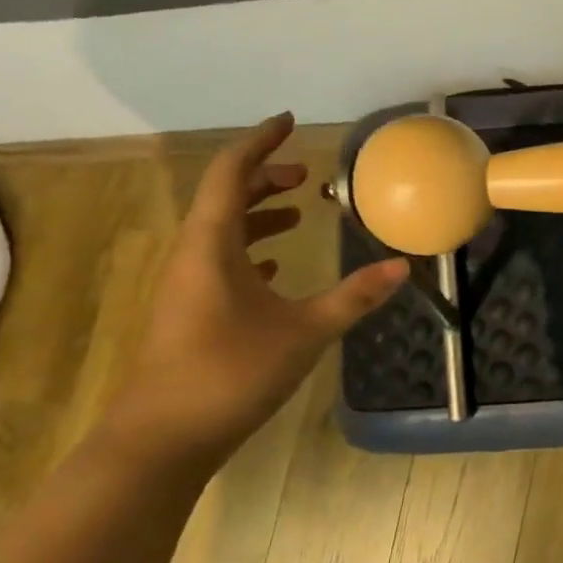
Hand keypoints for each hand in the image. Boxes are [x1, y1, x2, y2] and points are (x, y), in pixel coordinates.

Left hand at [112, 113, 407, 465]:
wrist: (160, 440)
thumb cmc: (230, 373)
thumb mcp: (305, 332)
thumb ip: (354, 297)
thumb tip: (402, 266)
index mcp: (212, 245)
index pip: (232, 174)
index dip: (260, 142)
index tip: (288, 122)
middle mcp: (193, 256)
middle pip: (225, 199)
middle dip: (264, 179)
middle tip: (305, 176)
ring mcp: (186, 287)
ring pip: (221, 232)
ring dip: (258, 215)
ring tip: (297, 213)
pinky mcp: (188, 313)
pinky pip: (219, 262)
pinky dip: (249, 250)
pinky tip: (275, 268)